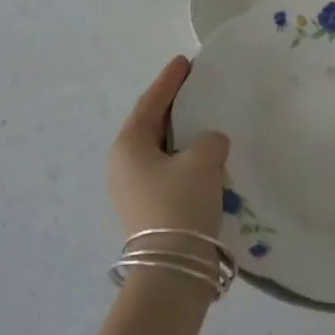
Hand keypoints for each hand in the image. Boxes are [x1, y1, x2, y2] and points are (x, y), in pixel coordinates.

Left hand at [108, 56, 230, 241]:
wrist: (172, 272)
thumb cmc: (180, 205)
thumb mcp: (202, 161)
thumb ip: (210, 140)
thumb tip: (210, 143)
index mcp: (129, 145)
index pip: (151, 102)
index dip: (170, 80)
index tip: (185, 61)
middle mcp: (124, 165)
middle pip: (153, 125)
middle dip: (176, 106)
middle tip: (198, 87)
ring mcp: (134, 190)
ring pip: (162, 151)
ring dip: (184, 136)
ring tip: (208, 121)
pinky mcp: (150, 210)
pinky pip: (169, 172)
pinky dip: (187, 160)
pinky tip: (209, 159)